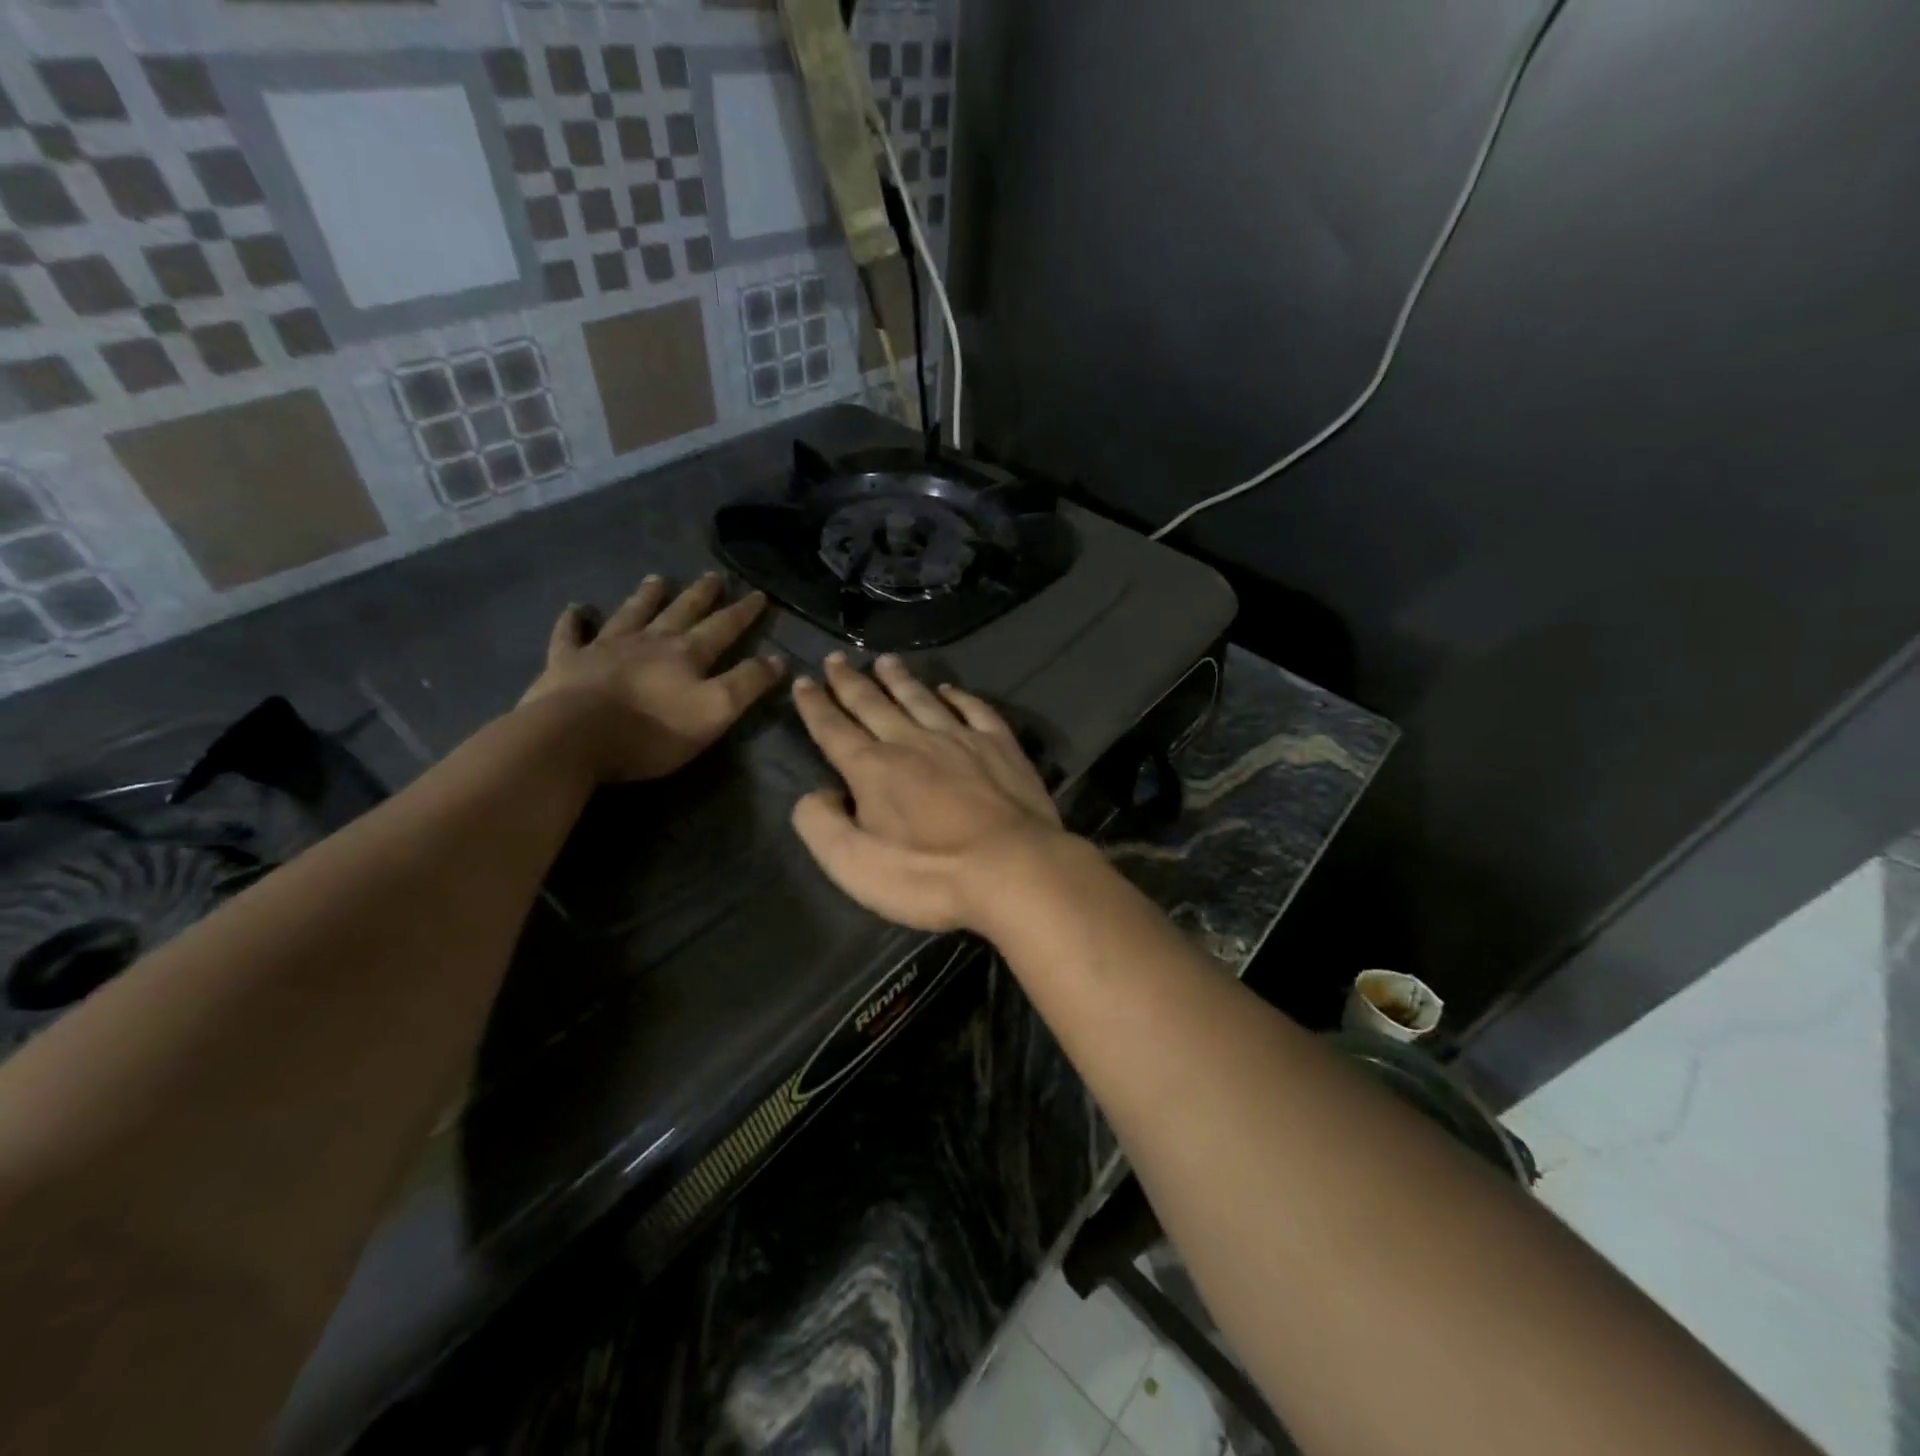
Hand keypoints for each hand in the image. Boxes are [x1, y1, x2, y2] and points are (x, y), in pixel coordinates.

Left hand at [520, 573, 784, 782]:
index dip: (743, 612)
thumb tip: (777, 659)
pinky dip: (574, 620)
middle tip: (713, 575)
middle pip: (680, 612)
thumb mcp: (716, 711)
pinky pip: (571, 634)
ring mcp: (605, 648)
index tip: (758, 594)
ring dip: (646, 596)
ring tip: (656, 578)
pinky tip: (576, 609)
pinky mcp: (567, 662)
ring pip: (631, 614)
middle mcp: (649, 641)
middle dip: (701, 594)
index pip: (724, 627)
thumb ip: (747, 684)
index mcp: (687, 654)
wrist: (575, 737)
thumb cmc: (653, 730)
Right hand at [789, 653, 1070, 930]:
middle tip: (836, 659)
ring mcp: (960, 739)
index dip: (814, 705)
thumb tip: (816, 794)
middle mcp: (913, 741)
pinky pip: (974, 709)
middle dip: (850, 682)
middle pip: (873, 704)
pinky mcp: (1000, 746)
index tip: (803, 681)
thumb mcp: (854, 865)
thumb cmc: (929, 875)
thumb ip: (821, 825)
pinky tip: (949, 690)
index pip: (833, 729)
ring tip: (886, 660)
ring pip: (921, 699)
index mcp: (873, 769)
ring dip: (900, 679)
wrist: (1013, 869)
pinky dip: (958, 696)